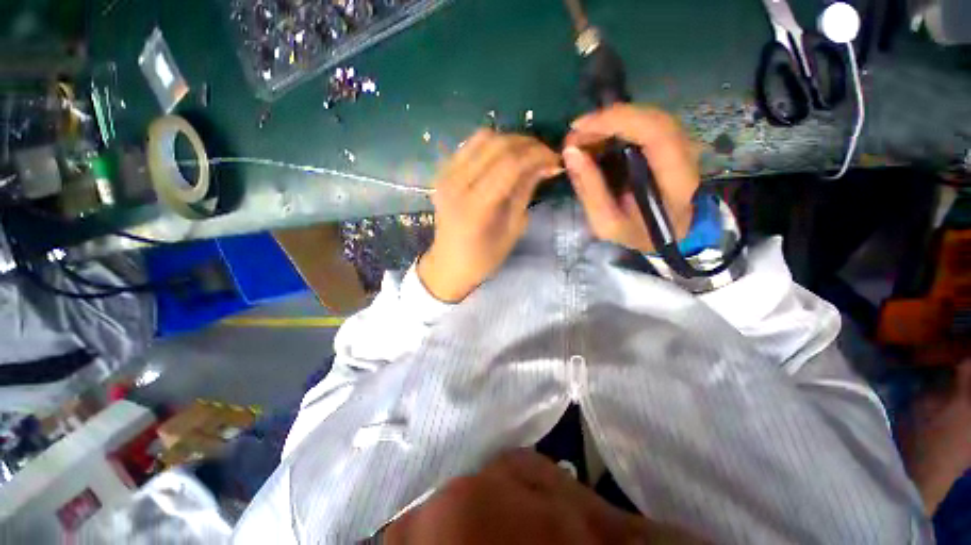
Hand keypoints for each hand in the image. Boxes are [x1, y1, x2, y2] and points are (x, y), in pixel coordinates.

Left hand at [418, 130, 560, 302]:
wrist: (448, 265)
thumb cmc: (483, 258)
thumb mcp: (512, 230)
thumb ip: (525, 192)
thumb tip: (545, 165)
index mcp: (475, 206)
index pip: (511, 164)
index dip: (537, 155)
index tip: (555, 159)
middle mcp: (457, 183)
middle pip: (497, 144)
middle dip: (527, 144)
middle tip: (544, 155)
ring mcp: (445, 175)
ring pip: (482, 138)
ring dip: (510, 141)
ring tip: (526, 155)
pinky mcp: (442, 173)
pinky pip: (469, 145)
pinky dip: (492, 145)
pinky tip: (503, 158)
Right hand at [563, 105, 699, 253]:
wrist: (665, 233)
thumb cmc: (636, 233)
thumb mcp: (606, 222)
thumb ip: (590, 189)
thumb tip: (570, 153)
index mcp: (676, 180)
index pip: (655, 132)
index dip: (617, 121)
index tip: (579, 128)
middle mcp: (686, 154)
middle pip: (650, 118)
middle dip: (606, 120)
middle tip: (573, 137)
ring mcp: (682, 144)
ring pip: (646, 116)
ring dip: (609, 123)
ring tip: (580, 140)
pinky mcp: (672, 142)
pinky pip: (643, 124)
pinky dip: (616, 127)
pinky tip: (596, 140)